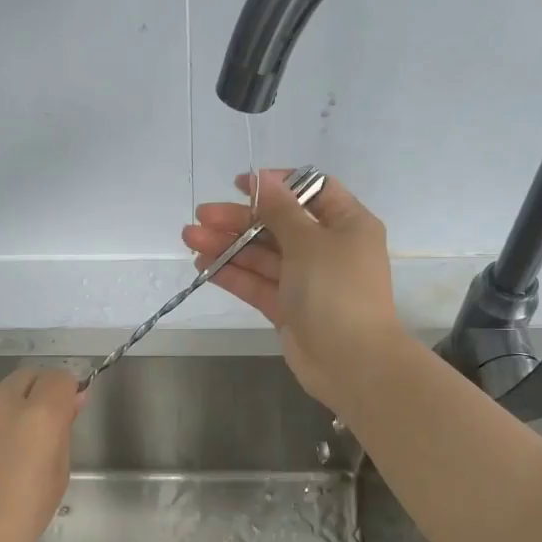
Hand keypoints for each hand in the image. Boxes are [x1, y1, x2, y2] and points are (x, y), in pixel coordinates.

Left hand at [0, 367, 81, 541]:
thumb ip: (64, 432)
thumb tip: (71, 401)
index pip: (60, 378)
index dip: (66, 394)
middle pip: (28, 376)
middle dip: (37, 394)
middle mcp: (0, 400)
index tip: (64, 415)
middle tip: (33, 430)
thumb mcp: (56, 478)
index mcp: (38, 416)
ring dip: (5, 407)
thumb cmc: (16, 520)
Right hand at [181, 170, 407, 408]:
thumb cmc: (336, 291)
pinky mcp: (288, 307)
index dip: (276, 185)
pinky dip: (233, 273)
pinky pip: (258, 283)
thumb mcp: (309, 242)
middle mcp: (328, 248)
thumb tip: (263, 179)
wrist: (351, 362)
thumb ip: (280, 210)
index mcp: (347, 224)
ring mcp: (307, 280)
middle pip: (279, 224)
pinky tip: (204, 265)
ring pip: (263, 255)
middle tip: (202, 215)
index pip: (312, 191)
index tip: (240, 184)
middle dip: (239, 219)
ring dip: (228, 245)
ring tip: (190, 238)